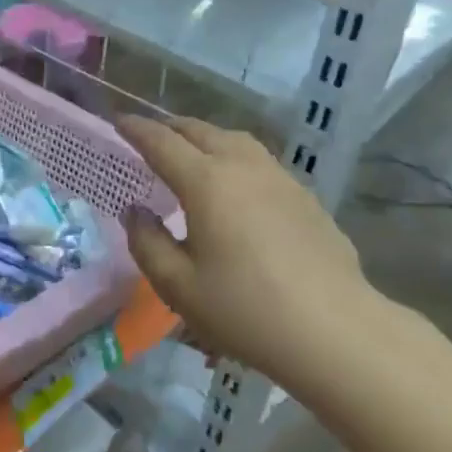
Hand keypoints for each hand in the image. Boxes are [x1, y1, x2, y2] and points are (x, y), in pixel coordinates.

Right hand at [117, 115, 373, 392]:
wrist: (333, 330)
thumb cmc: (244, 309)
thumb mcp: (177, 285)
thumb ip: (147, 242)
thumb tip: (136, 212)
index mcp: (207, 182)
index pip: (162, 142)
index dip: (137, 129)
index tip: (118, 122)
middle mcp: (243, 167)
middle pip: (200, 131)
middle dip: (170, 128)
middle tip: (149, 137)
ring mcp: (280, 179)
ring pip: (235, 140)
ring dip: (205, 138)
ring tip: (190, 153)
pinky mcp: (305, 197)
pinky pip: (259, 161)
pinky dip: (234, 158)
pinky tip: (235, 185)